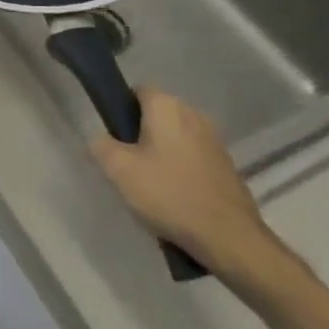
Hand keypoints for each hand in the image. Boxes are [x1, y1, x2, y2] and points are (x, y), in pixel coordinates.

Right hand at [88, 89, 291, 282]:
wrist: (228, 237)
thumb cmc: (168, 194)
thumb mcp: (118, 170)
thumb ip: (100, 146)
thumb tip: (100, 140)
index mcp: (167, 107)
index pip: (137, 91)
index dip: (120, 109)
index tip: (112, 136)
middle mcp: (194, 114)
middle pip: (156, 114)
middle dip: (139, 132)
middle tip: (126, 162)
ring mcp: (214, 140)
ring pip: (175, 136)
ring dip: (160, 151)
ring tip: (149, 182)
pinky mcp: (226, 165)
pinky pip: (192, 156)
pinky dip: (180, 168)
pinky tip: (173, 195)